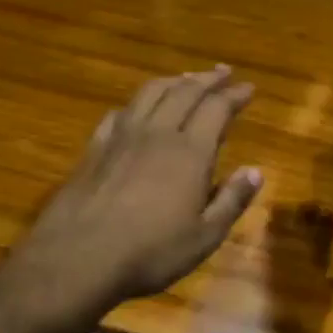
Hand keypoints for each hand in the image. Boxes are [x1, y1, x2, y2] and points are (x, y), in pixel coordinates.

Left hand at [0, 65, 262, 330]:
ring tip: (186, 78)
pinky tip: (138, 109)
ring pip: (150, 94)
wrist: (76, 259)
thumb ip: (232, 200)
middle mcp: (157, 134)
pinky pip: (120, 113)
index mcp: (190, 152)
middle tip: (223, 72)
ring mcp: (121, 138)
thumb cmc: (150, 252)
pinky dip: (137, 103)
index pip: (217, 108)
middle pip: (184, 92)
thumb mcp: (205, 236)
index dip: (235, 95)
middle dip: (207, 79)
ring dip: (173, 81)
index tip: (248, 87)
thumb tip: (255, 171)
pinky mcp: (94, 149)